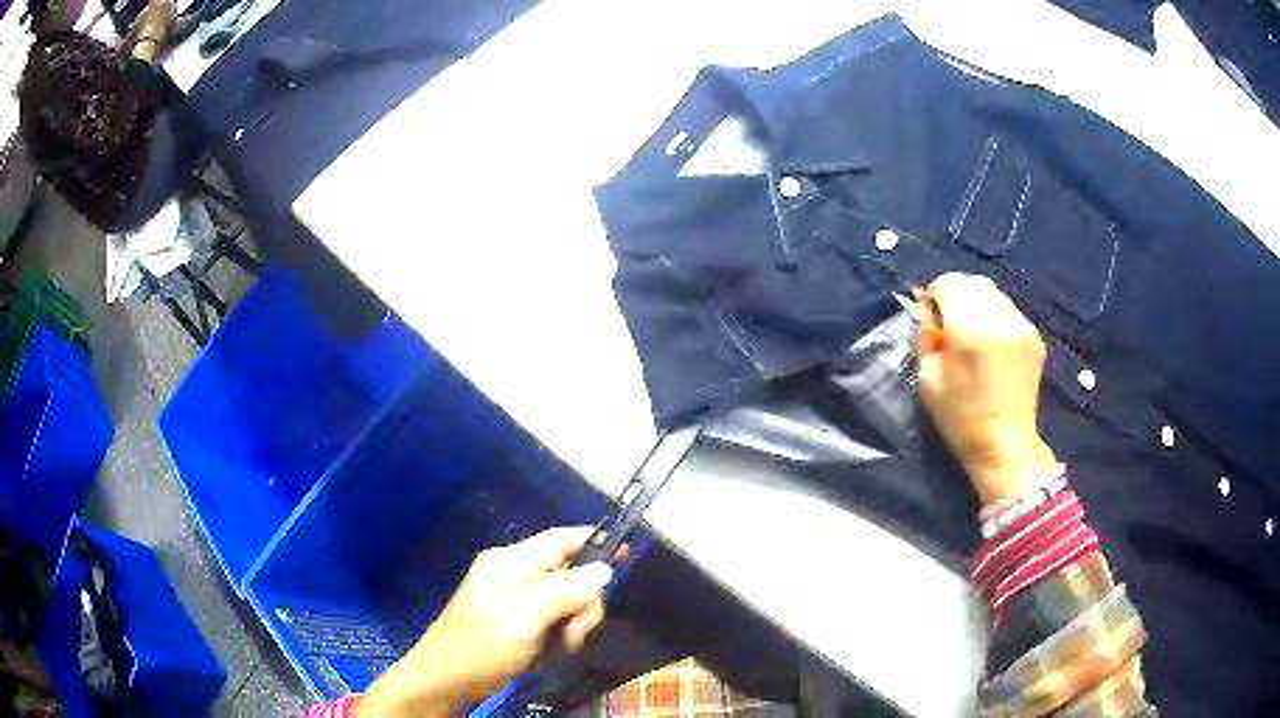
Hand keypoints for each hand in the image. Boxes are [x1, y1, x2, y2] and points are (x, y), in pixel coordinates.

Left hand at [357, 528, 612, 717]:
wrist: (446, 679)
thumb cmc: (482, 645)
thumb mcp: (526, 617)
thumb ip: (566, 591)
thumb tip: (603, 571)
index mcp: (510, 561)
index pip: (561, 540)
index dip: (594, 544)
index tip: (626, 556)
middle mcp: (514, 574)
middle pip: (570, 576)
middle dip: (581, 604)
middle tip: (573, 634)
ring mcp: (516, 599)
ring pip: (566, 602)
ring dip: (571, 626)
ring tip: (557, 648)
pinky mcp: (518, 621)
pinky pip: (553, 620)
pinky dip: (559, 636)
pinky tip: (549, 653)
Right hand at [915, 273, 1057, 504]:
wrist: (1006, 446)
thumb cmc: (960, 419)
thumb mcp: (928, 380)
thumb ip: (925, 338)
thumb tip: (928, 314)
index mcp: (968, 329)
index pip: (948, 282)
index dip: (934, 295)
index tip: (931, 318)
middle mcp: (997, 318)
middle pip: (972, 282)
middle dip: (956, 296)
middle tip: (951, 325)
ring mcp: (1021, 325)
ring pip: (993, 292)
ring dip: (978, 304)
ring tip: (974, 335)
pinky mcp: (1034, 336)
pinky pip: (1009, 310)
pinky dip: (996, 317)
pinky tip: (993, 346)